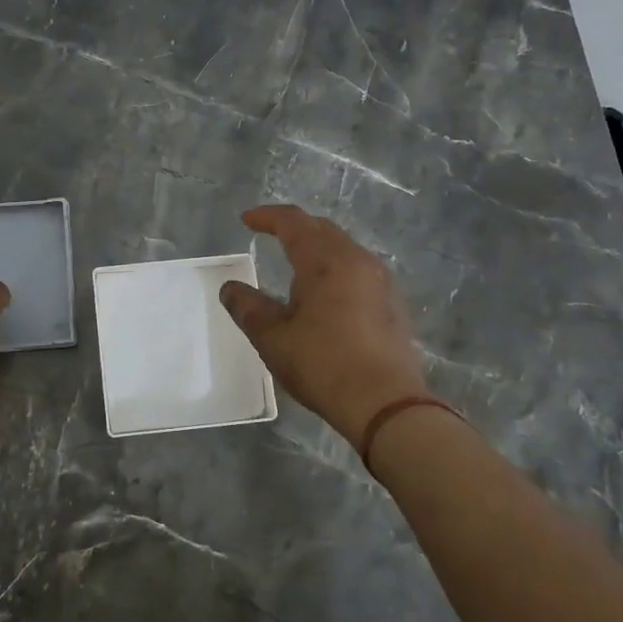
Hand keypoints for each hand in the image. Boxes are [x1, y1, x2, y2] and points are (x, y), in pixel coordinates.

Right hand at [219, 205, 429, 455]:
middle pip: (322, 229)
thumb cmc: (323, 364)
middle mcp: (357, 260)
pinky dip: (335, 268)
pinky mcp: (392, 304)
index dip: (267, 217)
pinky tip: (327, 292)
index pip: (293, 222)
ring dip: (317, 248)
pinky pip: (358, 270)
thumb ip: (247, 307)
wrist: (386, 405)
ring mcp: (380, 281)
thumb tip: (230, 288)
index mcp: (325, 260)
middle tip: (270, 234)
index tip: (246, 219)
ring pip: (344, 248)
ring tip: (296, 263)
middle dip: (294, 227)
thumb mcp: (272, 338)